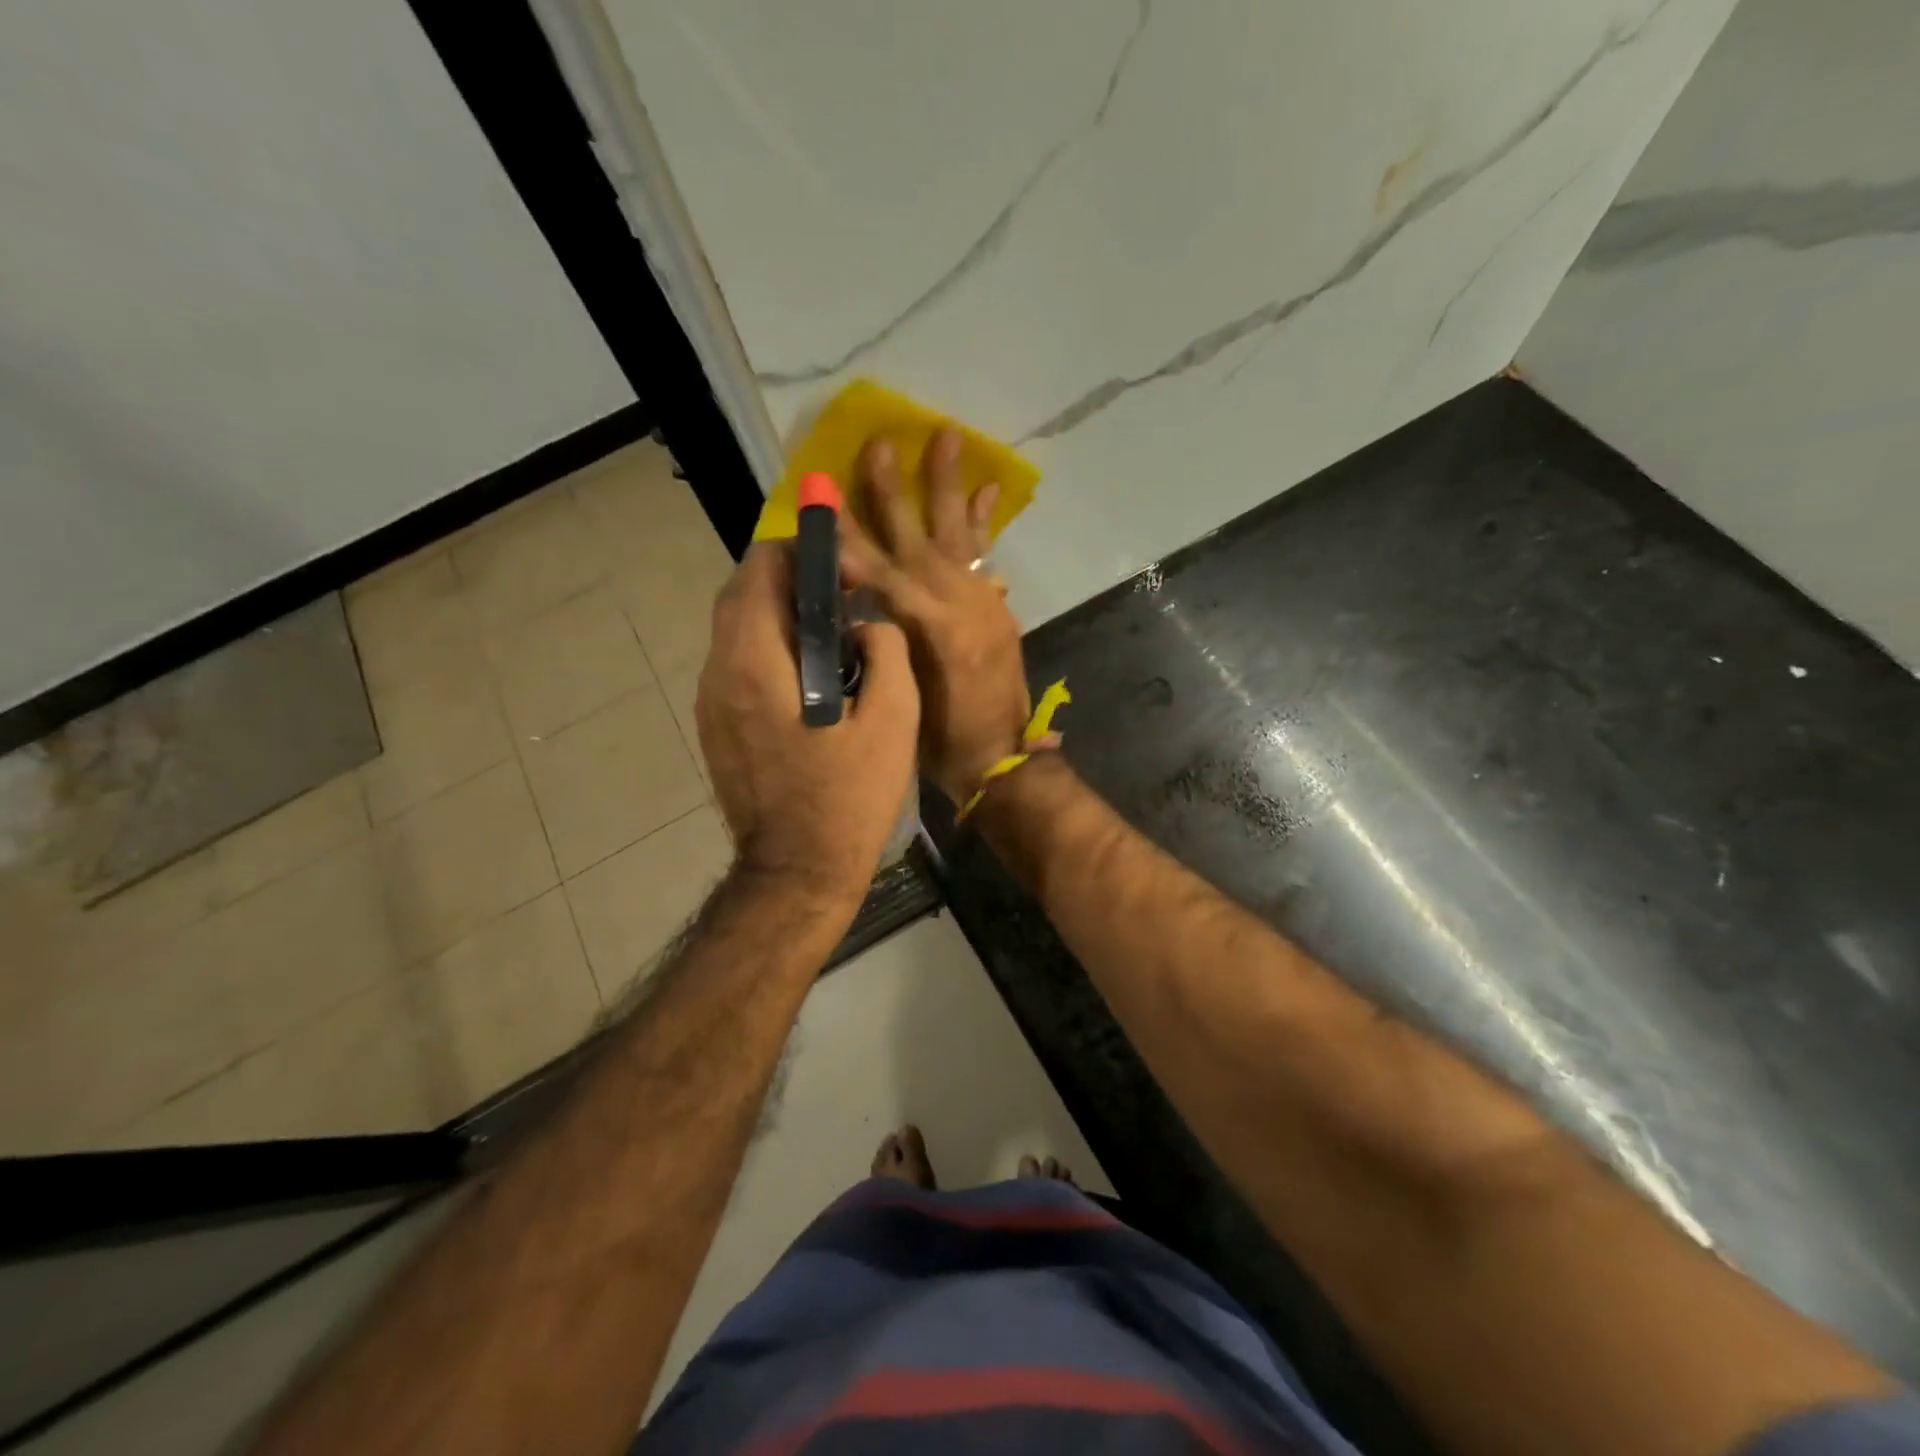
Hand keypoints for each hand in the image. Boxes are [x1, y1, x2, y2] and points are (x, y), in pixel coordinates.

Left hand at [696, 543, 919, 909]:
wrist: (798, 872)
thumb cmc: (849, 798)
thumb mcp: (892, 721)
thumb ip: (886, 651)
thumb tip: (868, 624)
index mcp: (755, 663)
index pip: (760, 569)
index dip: (802, 551)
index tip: (845, 571)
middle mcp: (718, 672)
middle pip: (742, 593)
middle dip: (792, 580)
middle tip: (844, 597)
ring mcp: (710, 702)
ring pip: (737, 628)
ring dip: (781, 615)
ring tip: (834, 634)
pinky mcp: (716, 726)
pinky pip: (738, 662)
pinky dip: (771, 648)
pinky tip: (812, 676)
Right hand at [839, 429, 1049, 807]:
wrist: (1000, 756)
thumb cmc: (939, 738)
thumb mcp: (900, 692)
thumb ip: (883, 639)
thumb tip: (863, 597)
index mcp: (927, 627)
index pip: (876, 569)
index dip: (848, 534)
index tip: (826, 495)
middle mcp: (955, 602)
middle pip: (916, 536)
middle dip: (893, 491)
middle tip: (880, 443)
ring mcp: (982, 601)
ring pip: (957, 534)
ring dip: (948, 485)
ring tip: (948, 437)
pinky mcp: (997, 608)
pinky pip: (986, 556)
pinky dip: (983, 523)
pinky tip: (985, 489)